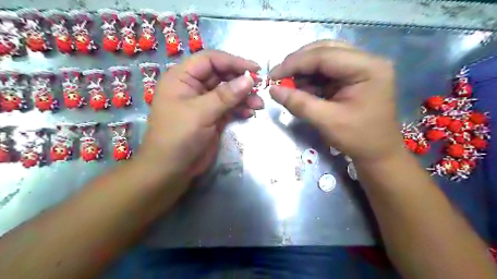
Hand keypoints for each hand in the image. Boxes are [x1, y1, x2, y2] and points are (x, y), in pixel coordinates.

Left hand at [135, 50, 260, 178]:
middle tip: (260, 87)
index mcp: (182, 78)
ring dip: (244, 96)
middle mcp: (193, 87)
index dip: (233, 62)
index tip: (255, 70)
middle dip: (241, 81)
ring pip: (228, 92)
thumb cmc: (179, 136)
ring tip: (259, 104)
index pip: (210, 60)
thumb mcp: (201, 113)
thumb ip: (226, 95)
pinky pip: (229, 107)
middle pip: (221, 75)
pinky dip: (240, 108)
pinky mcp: (212, 117)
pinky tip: (250, 112)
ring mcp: (204, 103)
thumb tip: (249, 78)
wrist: (172, 169)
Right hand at [268, 40, 403, 161]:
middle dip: (298, 63)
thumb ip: (299, 103)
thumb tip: (272, 90)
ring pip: (324, 59)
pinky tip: (300, 89)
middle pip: (325, 51)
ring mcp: (361, 68)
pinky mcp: (353, 78)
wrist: (378, 153)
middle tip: (279, 77)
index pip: (324, 55)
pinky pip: (327, 71)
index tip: (272, 75)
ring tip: (287, 84)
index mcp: (367, 68)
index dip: (294, 63)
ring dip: (303, 71)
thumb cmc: (358, 139)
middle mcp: (367, 61)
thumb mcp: (326, 121)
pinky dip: (311, 79)